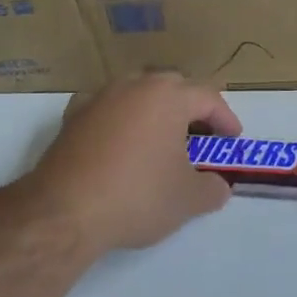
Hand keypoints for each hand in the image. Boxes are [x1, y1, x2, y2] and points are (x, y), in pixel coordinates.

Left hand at [20, 73, 241, 256]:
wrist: (64, 211)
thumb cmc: (137, 196)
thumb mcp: (188, 199)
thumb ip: (212, 188)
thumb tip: (218, 186)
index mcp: (167, 96)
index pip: (208, 97)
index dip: (226, 118)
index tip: (232, 140)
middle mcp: (132, 86)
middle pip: (171, 87)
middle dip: (190, 108)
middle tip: (201, 136)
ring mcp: (98, 98)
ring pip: (136, 94)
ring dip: (154, 112)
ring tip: (162, 141)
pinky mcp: (71, 117)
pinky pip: (107, 110)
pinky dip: (120, 121)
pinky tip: (121, 145)